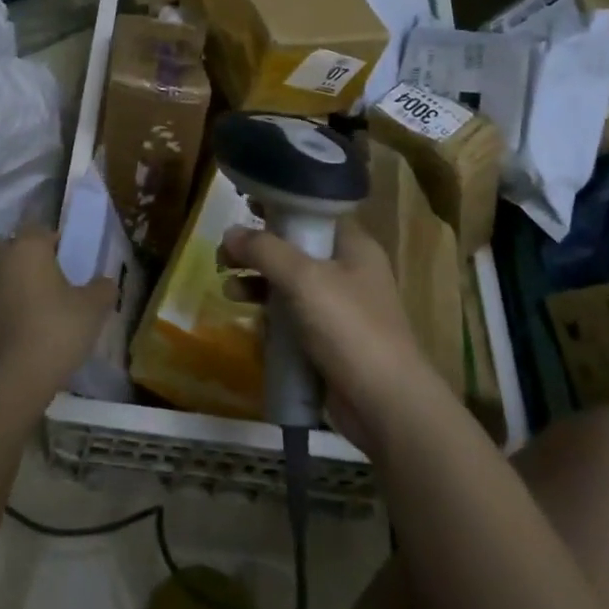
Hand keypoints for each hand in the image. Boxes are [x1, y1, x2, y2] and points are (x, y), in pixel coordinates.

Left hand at [0, 227, 117, 407]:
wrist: (11, 380)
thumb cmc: (56, 332)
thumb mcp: (93, 310)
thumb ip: (102, 289)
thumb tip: (105, 282)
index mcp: (27, 250)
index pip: (37, 229)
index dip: (52, 240)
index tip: (65, 257)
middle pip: (9, 248)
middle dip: (24, 257)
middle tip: (46, 279)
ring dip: (8, 286)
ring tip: (30, 310)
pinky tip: (14, 335)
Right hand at [219, 219, 441, 450]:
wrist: (385, 403)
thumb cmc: (349, 328)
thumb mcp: (304, 279)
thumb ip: (265, 251)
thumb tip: (229, 232)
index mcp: (353, 246)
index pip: (312, 211)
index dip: (278, 204)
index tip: (243, 205)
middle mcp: (347, 270)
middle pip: (295, 247)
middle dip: (257, 249)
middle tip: (223, 256)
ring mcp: (338, 307)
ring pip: (289, 283)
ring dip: (257, 281)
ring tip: (227, 288)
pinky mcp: (327, 338)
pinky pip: (292, 315)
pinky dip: (269, 313)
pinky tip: (249, 318)